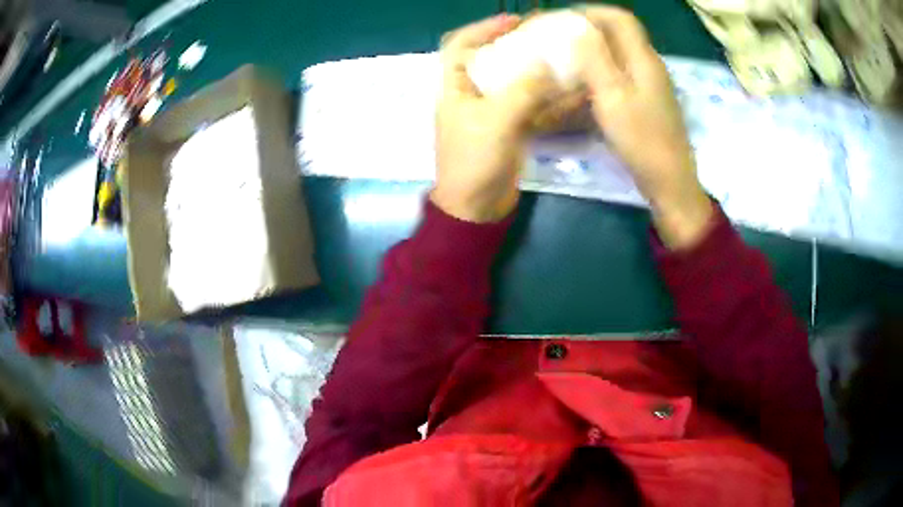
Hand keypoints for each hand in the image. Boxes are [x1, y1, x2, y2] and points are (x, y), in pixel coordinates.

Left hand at [432, 15, 561, 222]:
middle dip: (515, 47)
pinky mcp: (508, 129)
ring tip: (560, 60)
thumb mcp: (496, 121)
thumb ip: (523, 91)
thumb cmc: (476, 162)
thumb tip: (546, 67)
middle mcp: (470, 95)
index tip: (512, 21)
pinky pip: (527, 106)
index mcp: (455, 88)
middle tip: (544, 39)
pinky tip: (567, 93)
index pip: (459, 45)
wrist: (477, 208)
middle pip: (490, 60)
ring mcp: (490, 113)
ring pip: (511, 82)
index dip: (482, 28)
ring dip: (534, 71)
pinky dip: (545, 98)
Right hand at [576, 7, 713, 248]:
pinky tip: (581, 86)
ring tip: (564, 59)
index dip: (592, 12)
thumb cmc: (643, 140)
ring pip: (617, 56)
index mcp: (644, 60)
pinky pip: (619, 77)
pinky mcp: (645, 104)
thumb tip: (576, 29)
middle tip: (558, 38)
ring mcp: (648, 87)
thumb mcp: (613, 96)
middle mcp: (648, 67)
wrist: (669, 182)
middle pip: (619, 35)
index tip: (563, 19)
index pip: (620, 18)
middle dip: (587, 30)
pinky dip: (598, 74)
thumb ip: (595, 58)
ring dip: (591, 52)